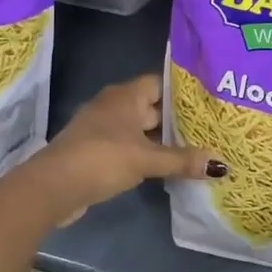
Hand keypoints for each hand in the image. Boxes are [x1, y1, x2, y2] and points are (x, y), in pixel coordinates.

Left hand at [31, 75, 225, 219]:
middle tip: (210, 128)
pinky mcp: (97, 150)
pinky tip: (166, 166)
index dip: (184, 92)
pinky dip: (147, 153)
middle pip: (153, 107)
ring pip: (141, 129)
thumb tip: (220, 164)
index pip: (161, 83)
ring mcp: (103, 128)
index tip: (209, 102)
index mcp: (126, 95)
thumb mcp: (147, 159)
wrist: (52, 187)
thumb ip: (182, 160)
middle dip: (177, 119)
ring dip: (162, 139)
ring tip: (195, 147)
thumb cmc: (102, 159)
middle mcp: (114, 105)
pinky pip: (130, 145)